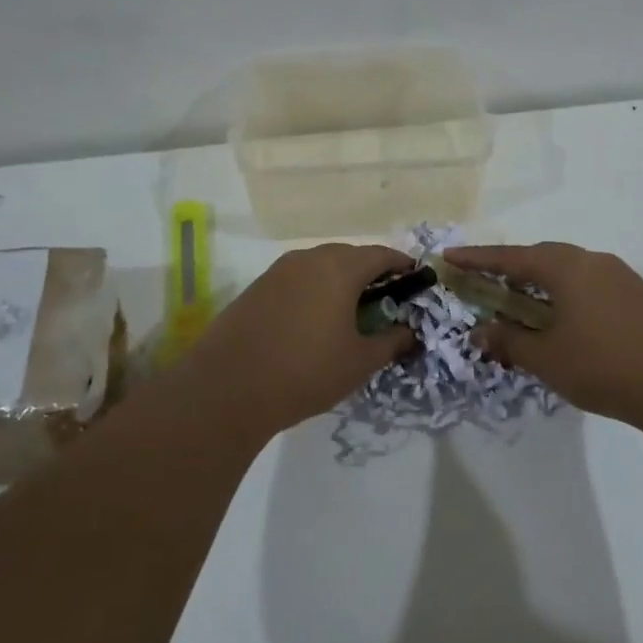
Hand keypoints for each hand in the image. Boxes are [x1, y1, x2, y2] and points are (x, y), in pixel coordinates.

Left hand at [176, 243, 416, 436]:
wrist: (228, 388)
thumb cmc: (306, 371)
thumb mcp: (359, 362)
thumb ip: (391, 342)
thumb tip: (410, 332)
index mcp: (339, 268)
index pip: (380, 254)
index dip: (401, 264)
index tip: (414, 278)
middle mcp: (309, 259)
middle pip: (349, 255)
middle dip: (370, 272)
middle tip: (384, 300)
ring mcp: (278, 271)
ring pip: (320, 265)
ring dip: (340, 280)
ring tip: (349, 311)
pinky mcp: (257, 287)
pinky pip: (297, 279)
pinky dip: (314, 290)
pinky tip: (314, 319)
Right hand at [444, 242, 642, 424]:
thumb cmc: (607, 366)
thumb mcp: (548, 358)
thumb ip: (510, 342)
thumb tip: (481, 332)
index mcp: (566, 267)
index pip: (510, 257)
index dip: (477, 259)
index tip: (449, 257)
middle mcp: (594, 262)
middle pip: (541, 257)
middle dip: (510, 269)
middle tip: (484, 283)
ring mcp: (621, 278)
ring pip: (568, 272)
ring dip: (539, 285)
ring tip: (521, 305)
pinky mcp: (640, 298)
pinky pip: (589, 286)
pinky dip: (565, 297)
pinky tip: (564, 322)